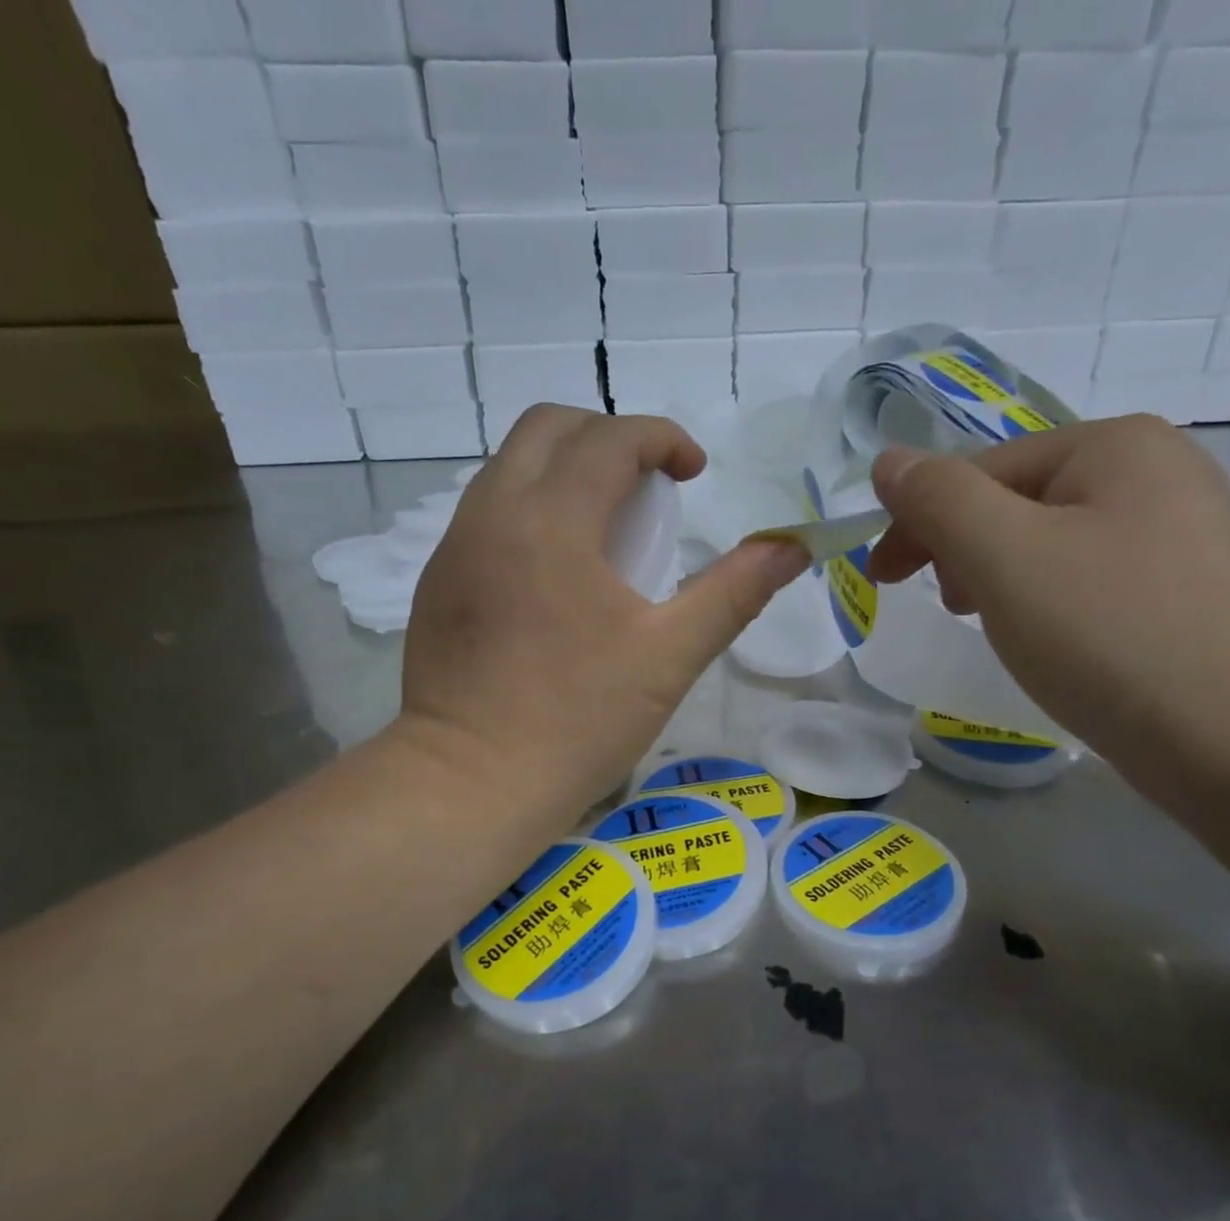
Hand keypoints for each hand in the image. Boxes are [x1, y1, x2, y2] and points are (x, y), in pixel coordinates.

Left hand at [398, 406, 808, 824]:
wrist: (472, 784)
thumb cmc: (578, 721)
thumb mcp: (670, 657)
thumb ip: (734, 593)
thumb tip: (793, 547)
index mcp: (551, 520)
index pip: (609, 439)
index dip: (662, 439)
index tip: (694, 472)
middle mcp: (492, 513)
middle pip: (547, 428)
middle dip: (606, 436)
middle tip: (647, 486)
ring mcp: (454, 546)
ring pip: (508, 467)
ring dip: (562, 469)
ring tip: (604, 526)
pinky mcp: (437, 582)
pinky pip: (485, 512)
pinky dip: (528, 508)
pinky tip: (555, 570)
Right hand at [868, 415, 1229, 775]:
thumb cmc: (1112, 634)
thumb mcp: (1004, 557)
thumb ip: (938, 500)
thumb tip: (887, 460)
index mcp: (1112, 446)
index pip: (980, 470)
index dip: (919, 521)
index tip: (880, 581)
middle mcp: (1156, 473)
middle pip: (1018, 503)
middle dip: (963, 550)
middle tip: (945, 608)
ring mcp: (1183, 536)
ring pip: (1054, 547)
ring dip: (1002, 580)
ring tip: (995, 628)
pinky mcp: (1191, 596)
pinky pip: (1092, 584)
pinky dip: (1051, 606)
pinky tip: (1054, 645)